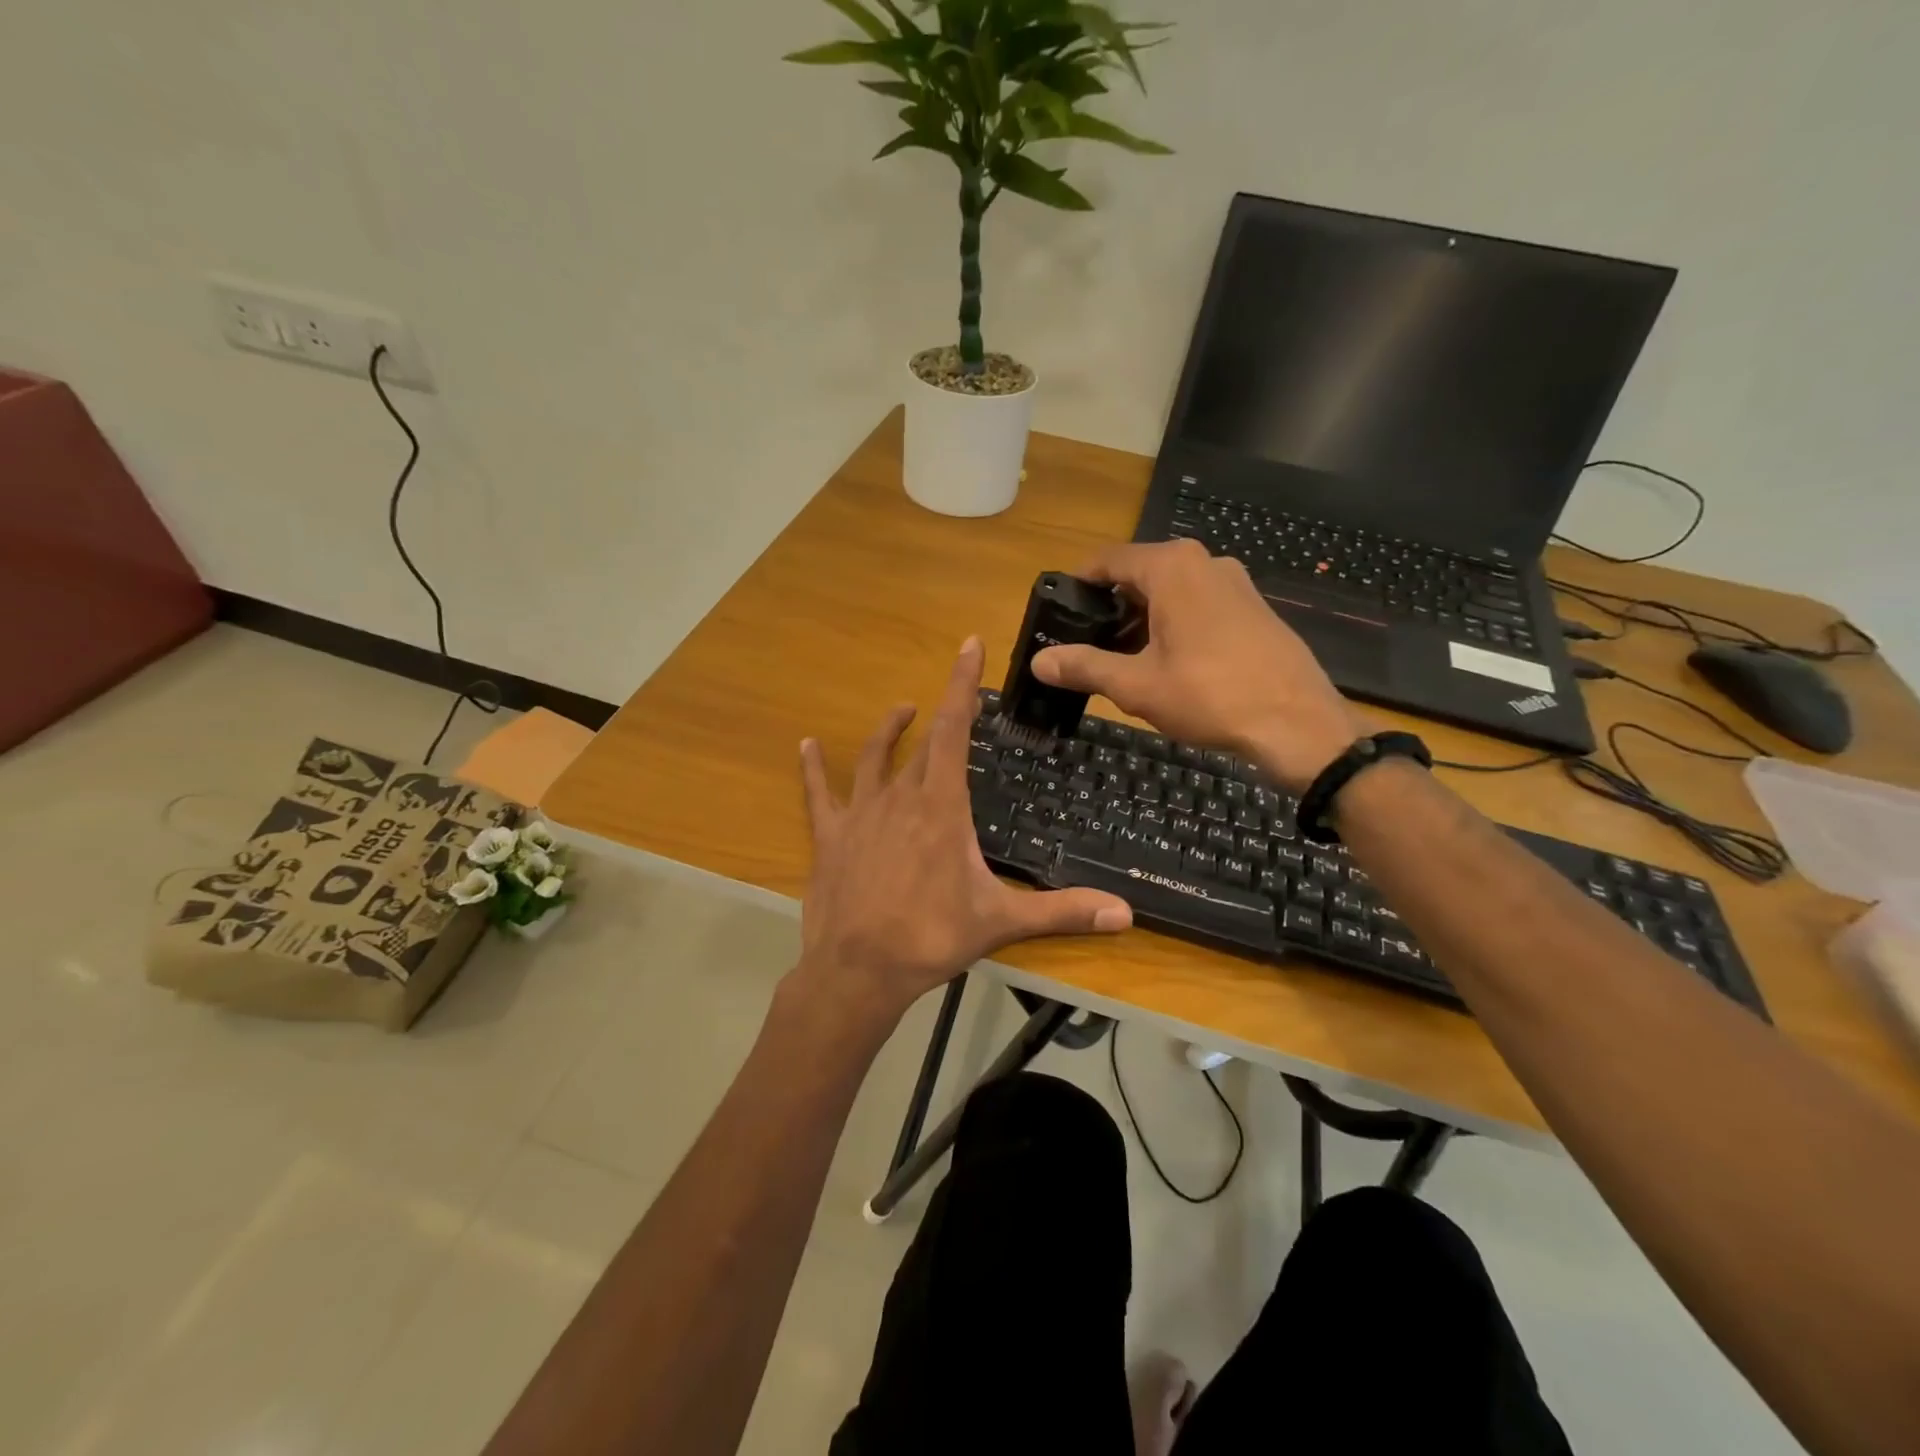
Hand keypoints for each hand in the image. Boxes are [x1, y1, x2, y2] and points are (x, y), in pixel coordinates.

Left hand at [794, 638, 1131, 1027]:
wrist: (858, 970)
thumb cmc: (931, 938)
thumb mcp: (1001, 922)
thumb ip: (1062, 912)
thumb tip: (1126, 916)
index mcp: (941, 807)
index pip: (953, 729)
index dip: (962, 685)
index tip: (968, 645)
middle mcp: (899, 797)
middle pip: (921, 745)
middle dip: (939, 716)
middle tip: (952, 702)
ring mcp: (859, 814)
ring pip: (873, 758)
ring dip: (888, 731)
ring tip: (901, 710)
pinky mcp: (829, 836)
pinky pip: (818, 793)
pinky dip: (813, 768)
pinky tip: (806, 745)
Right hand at [1032, 540, 1367, 793]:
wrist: (1297, 724)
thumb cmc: (1210, 696)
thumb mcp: (1137, 685)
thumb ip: (1085, 667)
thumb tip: (1039, 662)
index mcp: (1172, 568)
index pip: (1108, 560)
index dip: (1078, 585)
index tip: (1058, 612)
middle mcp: (1204, 563)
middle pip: (1140, 575)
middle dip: (1110, 608)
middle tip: (1086, 646)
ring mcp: (1235, 583)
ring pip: (1171, 592)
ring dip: (1142, 620)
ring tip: (1122, 661)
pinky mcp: (1254, 608)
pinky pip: (1200, 605)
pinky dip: (1174, 625)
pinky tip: (1169, 665)